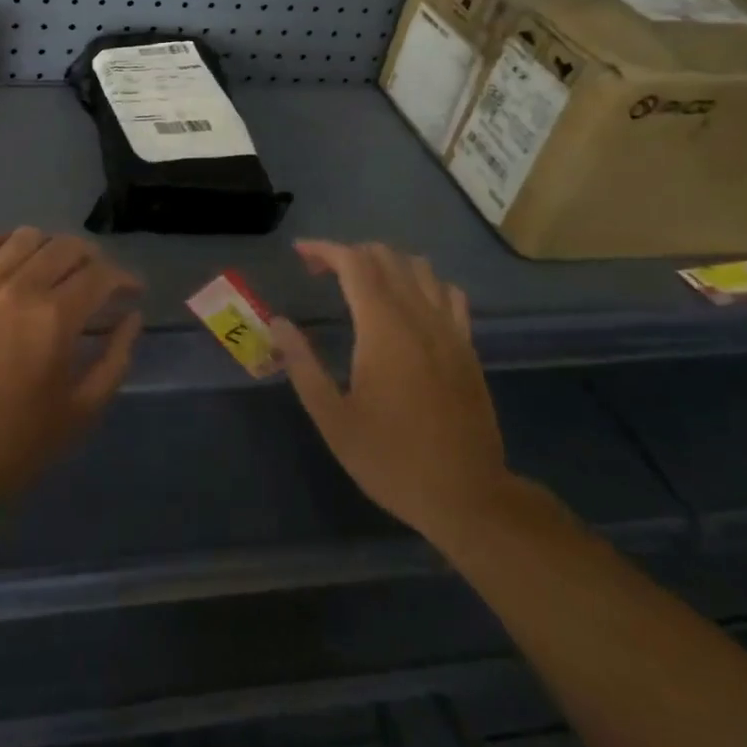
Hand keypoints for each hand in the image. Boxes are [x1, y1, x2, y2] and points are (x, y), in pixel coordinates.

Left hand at [0, 228, 143, 505]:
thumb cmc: (15, 442)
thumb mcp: (81, 411)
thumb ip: (115, 359)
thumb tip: (132, 317)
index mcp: (55, 319)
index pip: (101, 275)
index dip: (124, 278)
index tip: (132, 291)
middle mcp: (20, 289)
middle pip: (67, 247)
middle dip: (93, 260)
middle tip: (99, 283)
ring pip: (26, 237)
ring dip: (51, 247)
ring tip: (57, 270)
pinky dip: (3, 242)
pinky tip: (13, 259)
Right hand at [273, 240, 511, 543]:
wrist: (468, 497)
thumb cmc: (391, 459)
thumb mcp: (333, 419)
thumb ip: (303, 365)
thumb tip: (278, 323)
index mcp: (383, 329)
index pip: (354, 264)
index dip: (324, 249)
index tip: (300, 253)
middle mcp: (419, 317)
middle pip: (386, 257)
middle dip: (349, 253)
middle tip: (321, 272)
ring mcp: (449, 330)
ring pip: (419, 268)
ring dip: (386, 263)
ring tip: (361, 284)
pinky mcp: (467, 347)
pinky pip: (448, 293)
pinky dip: (422, 283)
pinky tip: (408, 304)